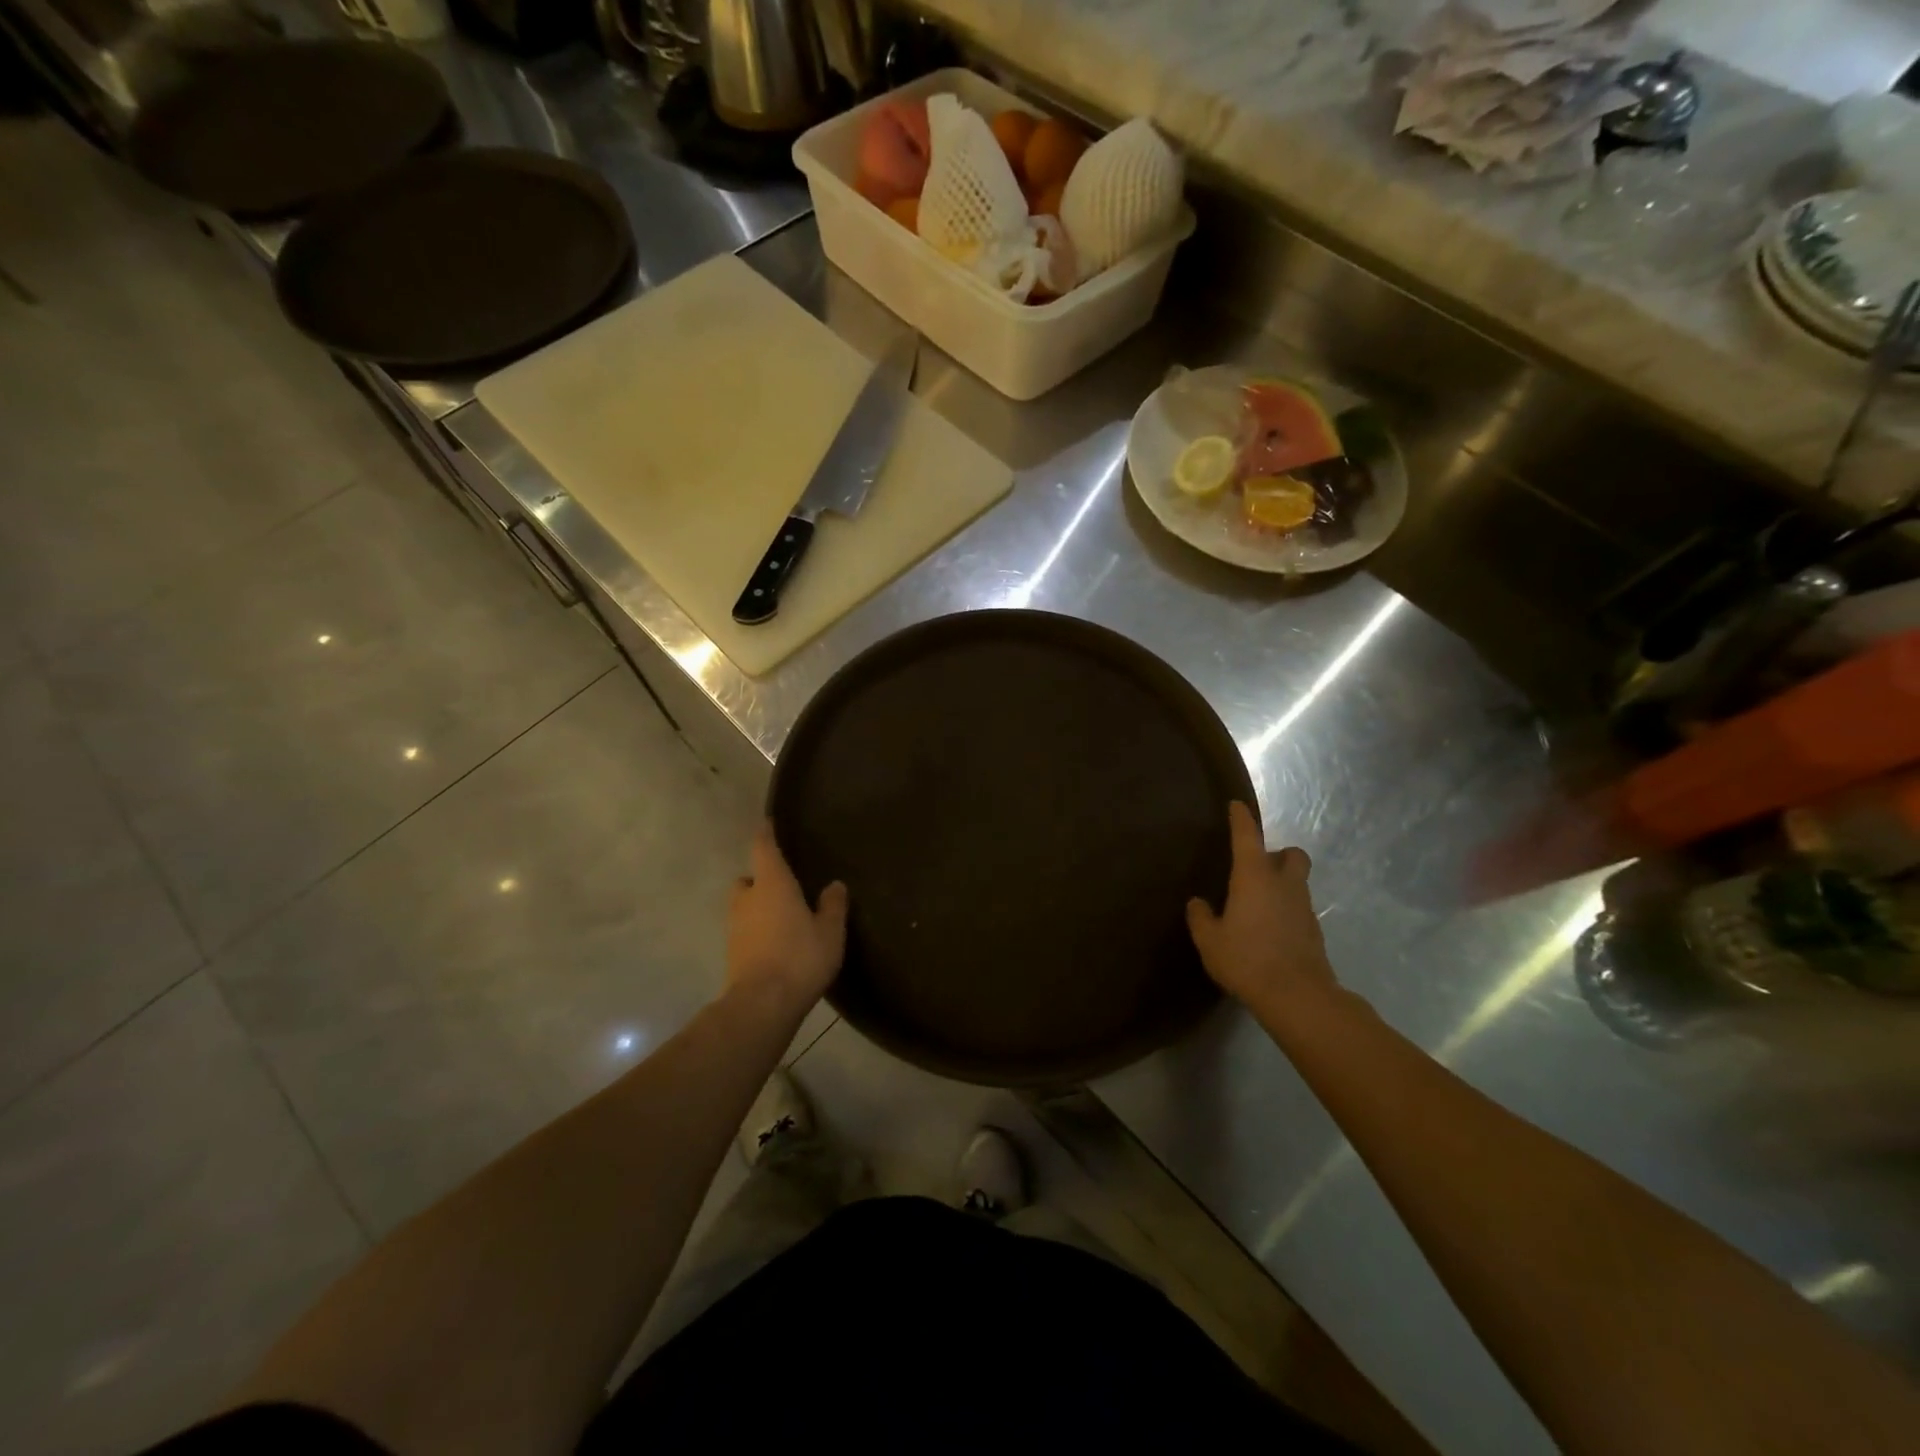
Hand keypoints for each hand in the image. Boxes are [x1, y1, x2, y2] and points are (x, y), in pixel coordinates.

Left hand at [727, 822, 848, 1011]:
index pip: (764, 849)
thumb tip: (835, 885)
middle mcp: (748, 899)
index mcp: (772, 885)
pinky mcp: (732, 952)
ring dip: (758, 907)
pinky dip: (757, 930)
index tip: (767, 823)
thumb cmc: (800, 957)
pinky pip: (745, 930)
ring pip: (744, 906)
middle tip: (784, 887)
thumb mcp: (830, 931)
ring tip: (783, 918)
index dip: (766, 834)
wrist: (762, 1004)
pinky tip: (777, 944)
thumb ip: (833, 905)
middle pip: (748, 880)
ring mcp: (735, 927)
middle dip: (761, 879)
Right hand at [1186, 802, 1337, 1019]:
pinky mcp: (1314, 931)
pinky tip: (1270, 930)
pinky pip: (1299, 908)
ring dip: (1283, 883)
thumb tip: (1198, 903)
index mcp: (1254, 877)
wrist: (1298, 996)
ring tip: (1260, 903)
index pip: (1247, 837)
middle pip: (1291, 854)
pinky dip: (1287, 910)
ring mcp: (1304, 907)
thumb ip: (1201, 918)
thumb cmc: (1246, 959)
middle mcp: (1283, 884)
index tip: (1236, 806)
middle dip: (1279, 853)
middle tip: (1258, 867)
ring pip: (1298, 882)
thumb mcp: (1210, 940)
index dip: (1241, 819)